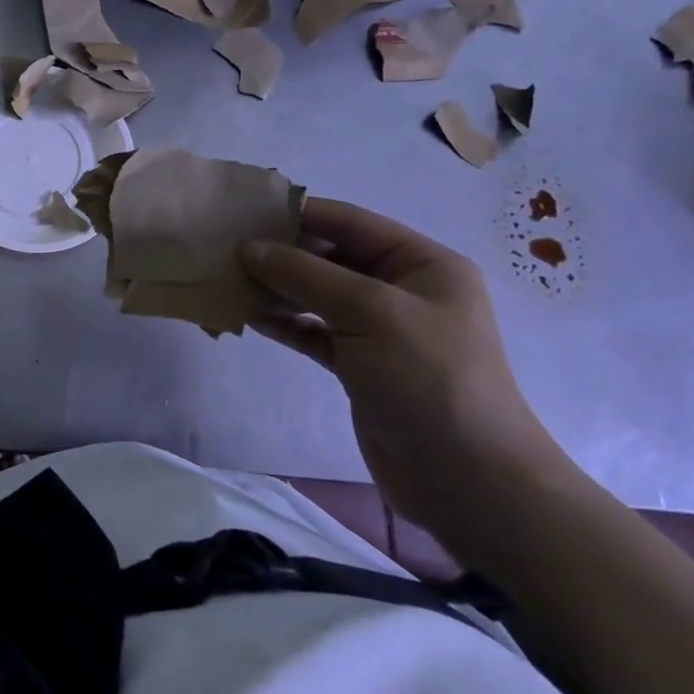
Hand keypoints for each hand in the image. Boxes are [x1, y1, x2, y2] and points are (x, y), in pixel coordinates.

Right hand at [239, 198, 569, 541]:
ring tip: (228, 280)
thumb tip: (248, 247)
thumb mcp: (369, 312)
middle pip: (330, 257)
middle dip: (281, 253)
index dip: (298, 213)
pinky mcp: (360, 366)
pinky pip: (313, 331)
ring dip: (276, 288)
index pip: (350, 222)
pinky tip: (248, 316)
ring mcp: (381, 331)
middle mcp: (402, 290)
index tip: (244, 211)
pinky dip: (284, 323)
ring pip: (317, 295)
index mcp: (423, 264)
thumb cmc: (429, 379)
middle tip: (225, 249)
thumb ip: (305, 274)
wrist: (468, 482)